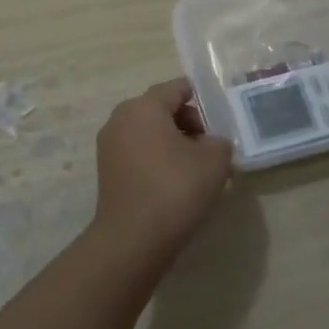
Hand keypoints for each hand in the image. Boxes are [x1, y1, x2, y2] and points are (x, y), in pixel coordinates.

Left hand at [90, 79, 233, 258]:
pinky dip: (157, 159)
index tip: (221, 119)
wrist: (133, 239)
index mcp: (143, 107)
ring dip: (173, 143)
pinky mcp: (107, 171)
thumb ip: (219, 141)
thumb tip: (210, 144)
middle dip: (188, 123)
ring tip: (196, 168)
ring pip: (148, 132)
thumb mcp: (214, 160)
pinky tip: (175, 183)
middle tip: (211, 147)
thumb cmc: (175, 189)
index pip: (176, 88)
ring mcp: (109, 146)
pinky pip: (138, 153)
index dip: (202, 99)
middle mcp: (120, 119)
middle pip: (160, 109)